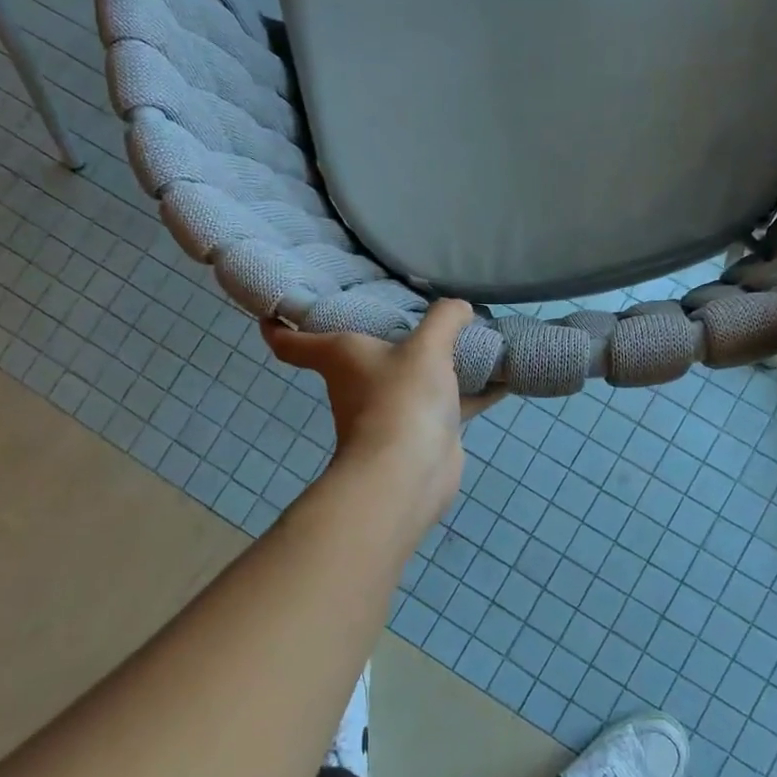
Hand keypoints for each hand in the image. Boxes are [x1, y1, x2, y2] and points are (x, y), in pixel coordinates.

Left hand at [261, 300, 497, 525]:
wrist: (410, 473)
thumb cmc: (402, 398)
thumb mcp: (427, 346)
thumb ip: (445, 319)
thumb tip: (460, 307)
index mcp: (340, 355)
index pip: (290, 341)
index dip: (277, 323)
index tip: (274, 308)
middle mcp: (359, 381)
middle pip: (362, 353)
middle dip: (384, 332)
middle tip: (414, 304)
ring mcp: (391, 409)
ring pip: (412, 376)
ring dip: (438, 363)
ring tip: (468, 337)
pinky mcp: (422, 432)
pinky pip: (449, 403)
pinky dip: (473, 391)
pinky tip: (502, 376)